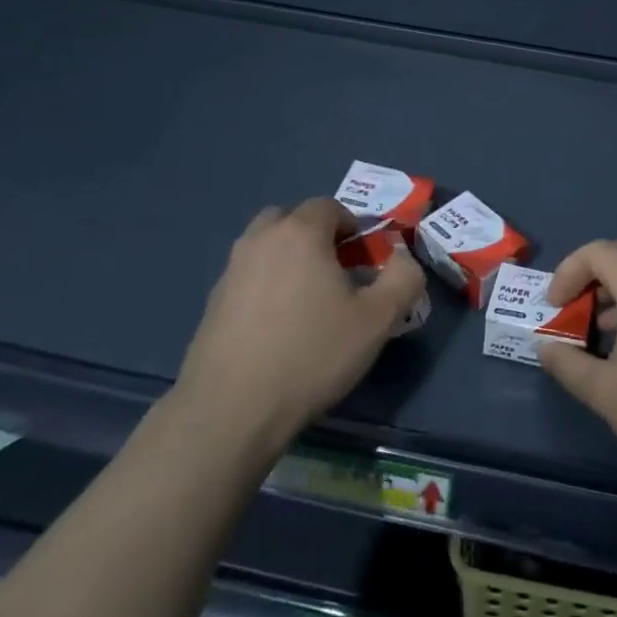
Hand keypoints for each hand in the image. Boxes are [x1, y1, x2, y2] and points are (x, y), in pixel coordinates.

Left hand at [177, 197, 426, 454]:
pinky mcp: (212, 302)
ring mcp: (231, 270)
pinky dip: (266, 285)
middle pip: (291, 218)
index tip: (365, 260)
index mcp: (300, 233)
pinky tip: (278, 326)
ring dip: (288, 258)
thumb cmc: (311, 354)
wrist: (232, 410)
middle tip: (336, 273)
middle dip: (316, 235)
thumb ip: (403, 279)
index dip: (352, 226)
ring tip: (308, 300)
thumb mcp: (377, 320)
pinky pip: (249, 276)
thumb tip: (403, 257)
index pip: (329, 206)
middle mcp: (260, 240)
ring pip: (266, 246)